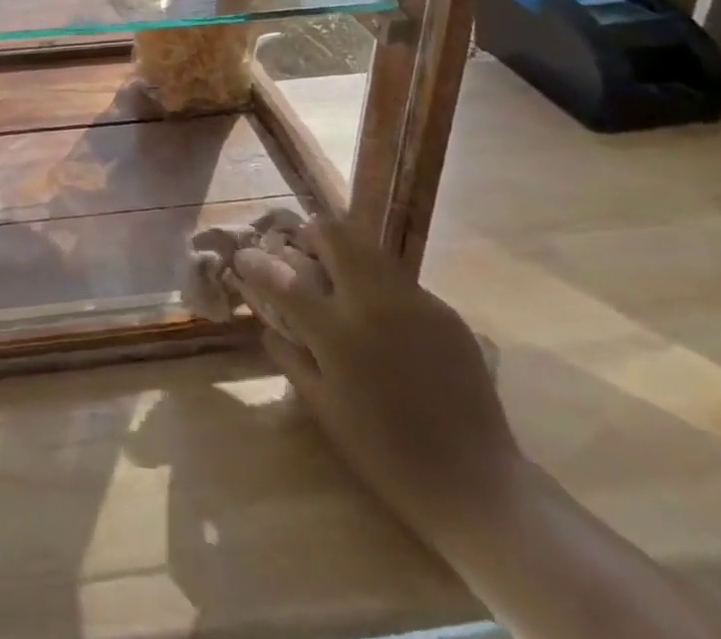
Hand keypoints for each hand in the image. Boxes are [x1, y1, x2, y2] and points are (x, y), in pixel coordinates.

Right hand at [233, 219, 519, 537]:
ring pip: (368, 247)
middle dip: (309, 237)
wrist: (477, 486)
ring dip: (345, 254)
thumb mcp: (323, 408)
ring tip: (342, 281)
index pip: (281, 277)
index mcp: (338, 333)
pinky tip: (387, 323)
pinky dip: (380, 288)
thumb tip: (268, 320)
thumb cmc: (386, 455)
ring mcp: (415, 302)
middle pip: (332, 234)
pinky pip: (400, 281)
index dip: (255, 261)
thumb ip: (289, 354)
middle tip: (304, 258)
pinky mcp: (445, 311)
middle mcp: (374, 303)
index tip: (244, 257)